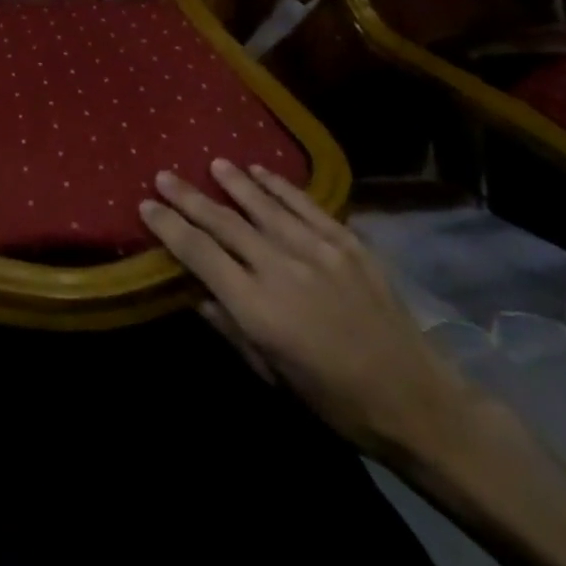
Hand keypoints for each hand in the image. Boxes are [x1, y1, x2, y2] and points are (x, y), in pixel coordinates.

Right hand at [141, 159, 477, 461]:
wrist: (419, 403)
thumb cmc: (337, 402)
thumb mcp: (273, 377)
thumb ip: (231, 328)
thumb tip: (195, 291)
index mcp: (258, 307)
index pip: (199, 253)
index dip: (169, 227)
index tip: (146, 206)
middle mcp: (282, 269)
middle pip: (224, 222)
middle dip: (188, 197)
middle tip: (163, 174)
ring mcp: (318, 251)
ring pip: (263, 204)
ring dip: (233, 181)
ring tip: (211, 163)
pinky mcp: (348, 243)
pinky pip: (305, 204)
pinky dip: (279, 186)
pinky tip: (260, 171)